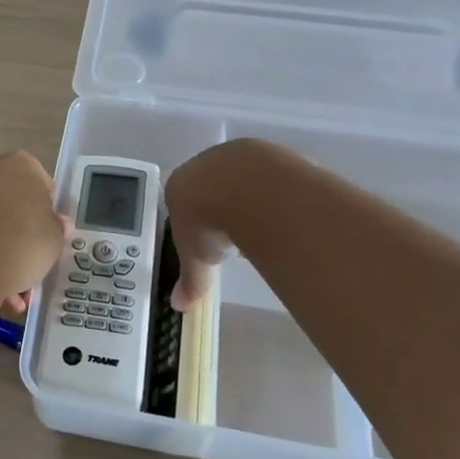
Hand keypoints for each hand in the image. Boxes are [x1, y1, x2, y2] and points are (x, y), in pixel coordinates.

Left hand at [0, 152, 68, 312]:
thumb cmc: (22, 240)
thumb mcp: (54, 238)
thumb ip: (57, 228)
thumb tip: (57, 225)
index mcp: (20, 164)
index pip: (41, 183)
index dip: (48, 211)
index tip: (50, 234)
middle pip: (12, 204)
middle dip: (22, 235)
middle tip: (33, 264)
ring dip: (2, 254)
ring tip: (15, 293)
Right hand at [164, 140, 265, 311]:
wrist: (244, 188)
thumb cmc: (208, 223)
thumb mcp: (197, 259)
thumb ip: (190, 280)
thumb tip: (178, 306)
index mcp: (179, 186)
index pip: (183, 201)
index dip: (195, 222)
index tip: (208, 240)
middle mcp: (203, 164)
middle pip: (211, 186)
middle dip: (222, 207)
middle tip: (235, 234)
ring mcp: (235, 155)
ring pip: (239, 177)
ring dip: (248, 197)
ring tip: (261, 224)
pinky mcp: (264, 152)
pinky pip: (268, 174)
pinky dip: (273, 191)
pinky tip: (281, 210)